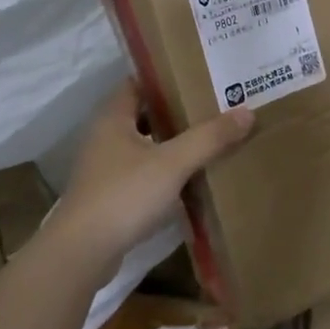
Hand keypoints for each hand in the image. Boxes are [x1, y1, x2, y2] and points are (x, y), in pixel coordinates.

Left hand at [45, 81, 255, 268]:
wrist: (82, 253)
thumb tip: (246, 112)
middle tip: (213, 106)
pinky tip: (189, 178)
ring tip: (208, 139)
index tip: (198, 75)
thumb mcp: (173, 163)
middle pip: (144, 114)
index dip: (166, 77)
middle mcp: (104, 137)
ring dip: (171, 142)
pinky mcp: (109, 196)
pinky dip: (163, 170)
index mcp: (113, 118)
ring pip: (143, 145)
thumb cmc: (124, 195)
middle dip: (176, 110)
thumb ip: (209, 138)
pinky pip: (141, 172)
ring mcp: (104, 168)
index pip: (138, 83)